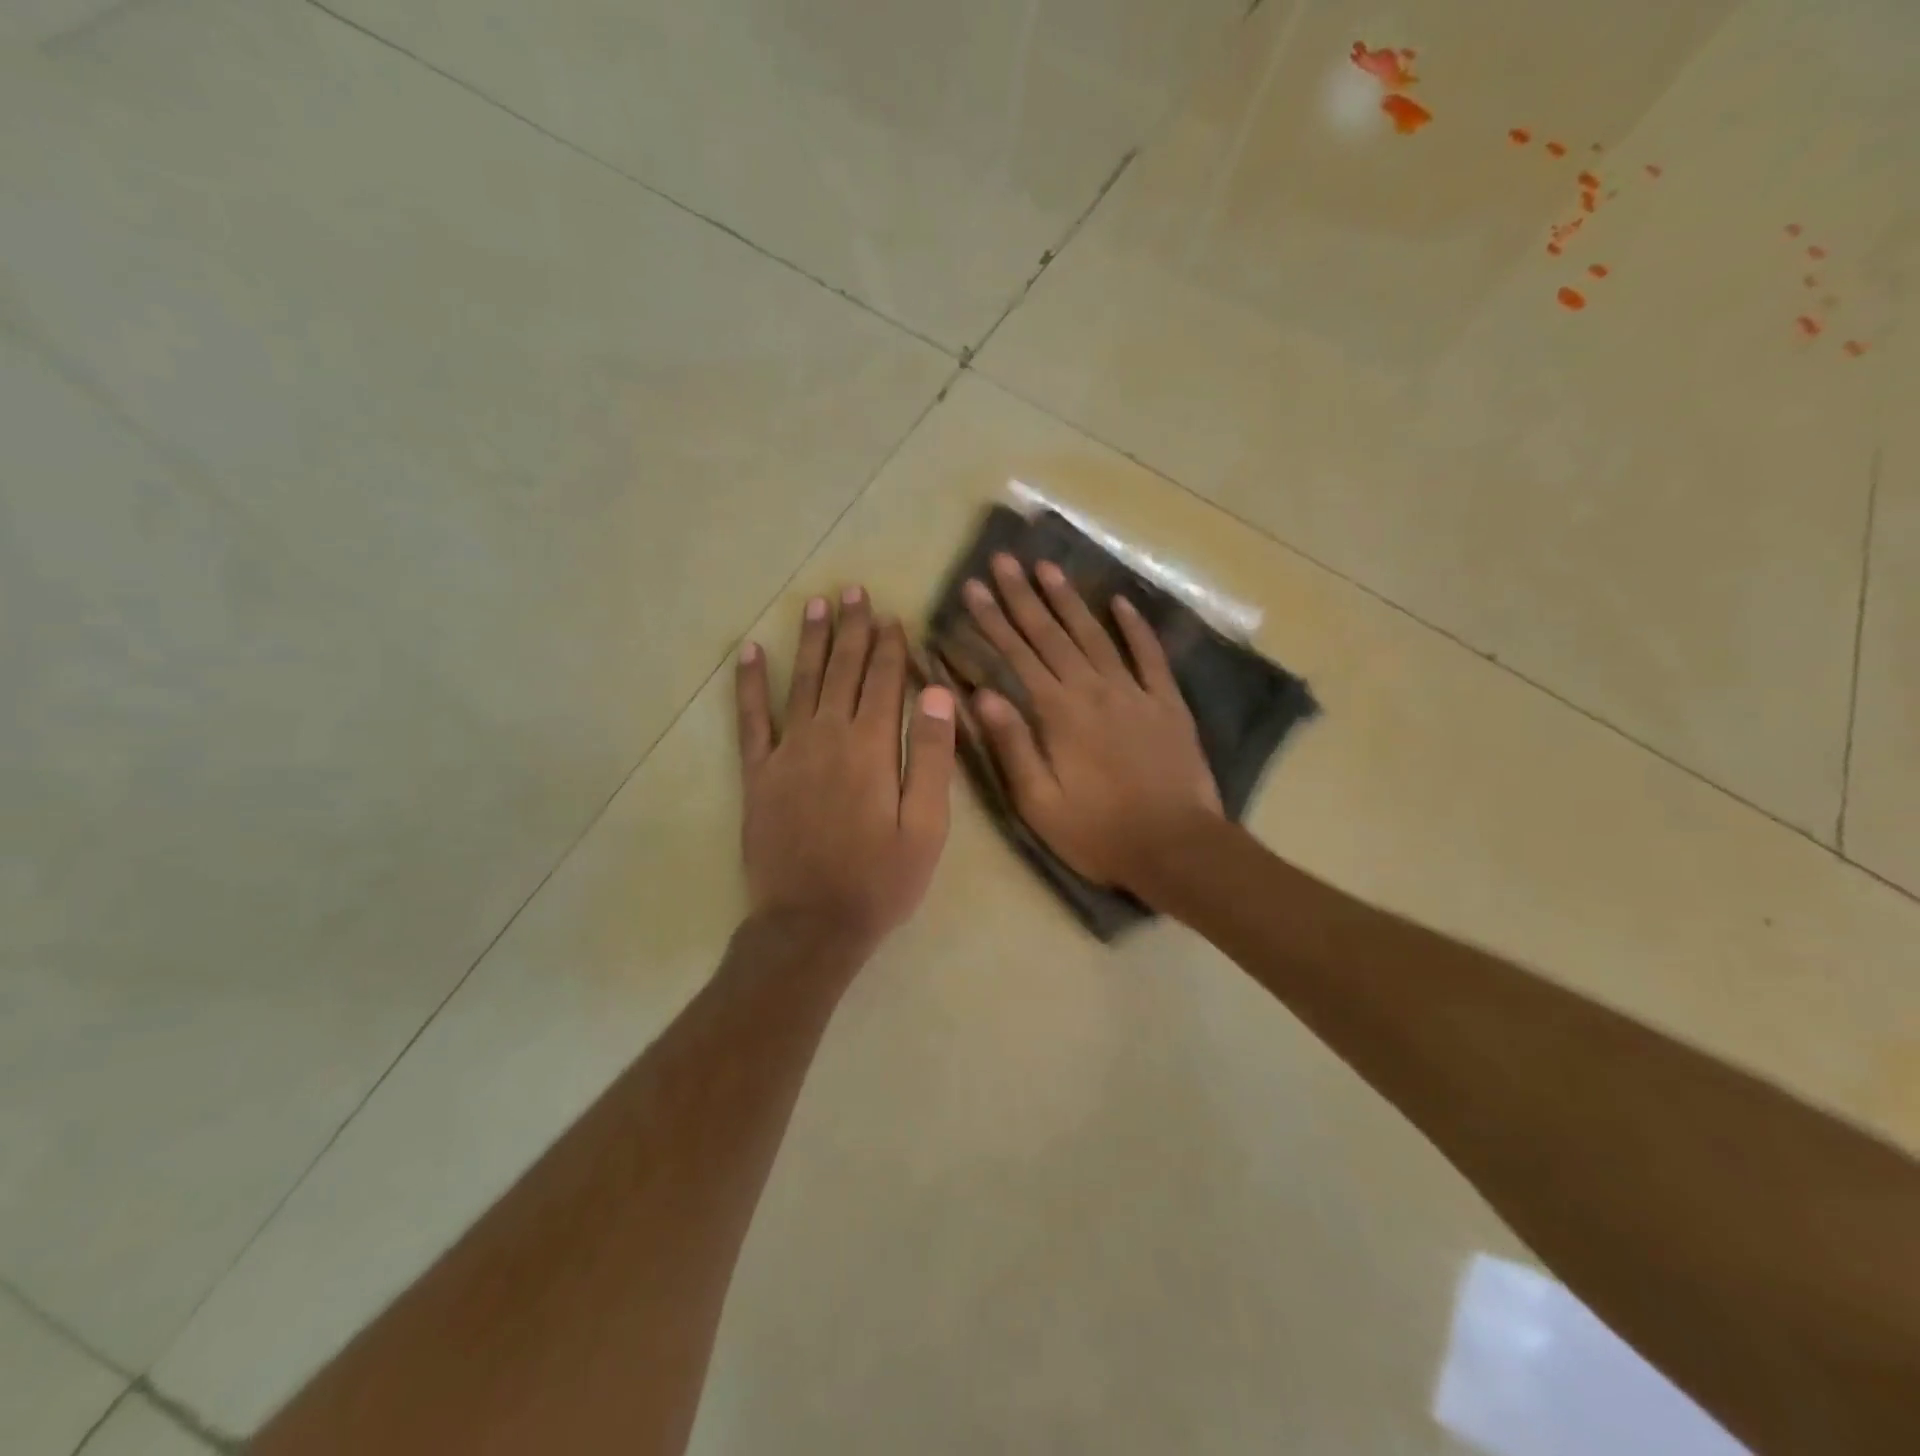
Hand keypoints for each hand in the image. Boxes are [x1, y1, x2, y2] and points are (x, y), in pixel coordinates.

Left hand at [736, 587, 956, 955]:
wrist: (811, 925)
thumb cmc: (880, 880)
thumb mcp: (926, 827)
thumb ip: (930, 756)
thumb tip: (936, 693)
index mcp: (871, 747)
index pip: (884, 681)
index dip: (890, 646)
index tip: (892, 616)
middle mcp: (827, 736)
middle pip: (843, 670)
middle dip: (852, 629)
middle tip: (853, 591)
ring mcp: (787, 752)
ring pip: (802, 682)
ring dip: (811, 641)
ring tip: (816, 604)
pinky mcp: (758, 774)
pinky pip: (750, 719)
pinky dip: (750, 684)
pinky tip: (750, 653)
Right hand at [962, 553, 1220, 894]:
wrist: (1177, 846)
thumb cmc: (1099, 832)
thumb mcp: (1040, 803)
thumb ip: (1012, 746)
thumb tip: (980, 695)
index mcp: (1058, 713)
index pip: (1017, 655)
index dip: (992, 620)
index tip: (974, 587)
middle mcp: (1094, 690)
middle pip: (1051, 634)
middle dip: (1023, 596)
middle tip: (1004, 559)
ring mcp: (1135, 692)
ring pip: (1095, 635)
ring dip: (1069, 600)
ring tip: (1047, 568)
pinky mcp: (1167, 703)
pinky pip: (1150, 655)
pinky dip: (1136, 627)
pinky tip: (1121, 603)